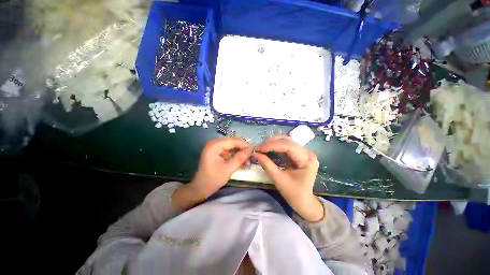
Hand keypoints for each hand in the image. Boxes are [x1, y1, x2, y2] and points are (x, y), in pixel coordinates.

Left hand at [173, 138, 251, 210]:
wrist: (200, 188)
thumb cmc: (213, 179)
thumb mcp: (228, 169)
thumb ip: (240, 158)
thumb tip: (250, 149)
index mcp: (214, 146)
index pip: (232, 141)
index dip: (244, 144)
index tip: (253, 150)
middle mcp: (214, 143)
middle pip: (232, 142)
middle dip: (242, 148)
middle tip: (251, 155)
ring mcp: (214, 147)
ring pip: (231, 146)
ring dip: (239, 151)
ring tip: (247, 158)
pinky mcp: (216, 152)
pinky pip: (228, 150)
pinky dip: (235, 154)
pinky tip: (241, 159)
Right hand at [253, 135, 323, 221]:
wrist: (304, 202)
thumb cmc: (293, 193)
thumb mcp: (278, 179)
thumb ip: (266, 164)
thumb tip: (254, 153)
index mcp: (307, 159)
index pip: (288, 146)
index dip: (272, 145)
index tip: (259, 148)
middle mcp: (307, 153)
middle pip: (287, 141)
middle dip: (271, 143)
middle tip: (258, 148)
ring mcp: (304, 152)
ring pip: (286, 141)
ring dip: (273, 143)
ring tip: (262, 148)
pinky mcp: (299, 154)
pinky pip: (286, 146)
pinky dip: (275, 146)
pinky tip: (268, 149)